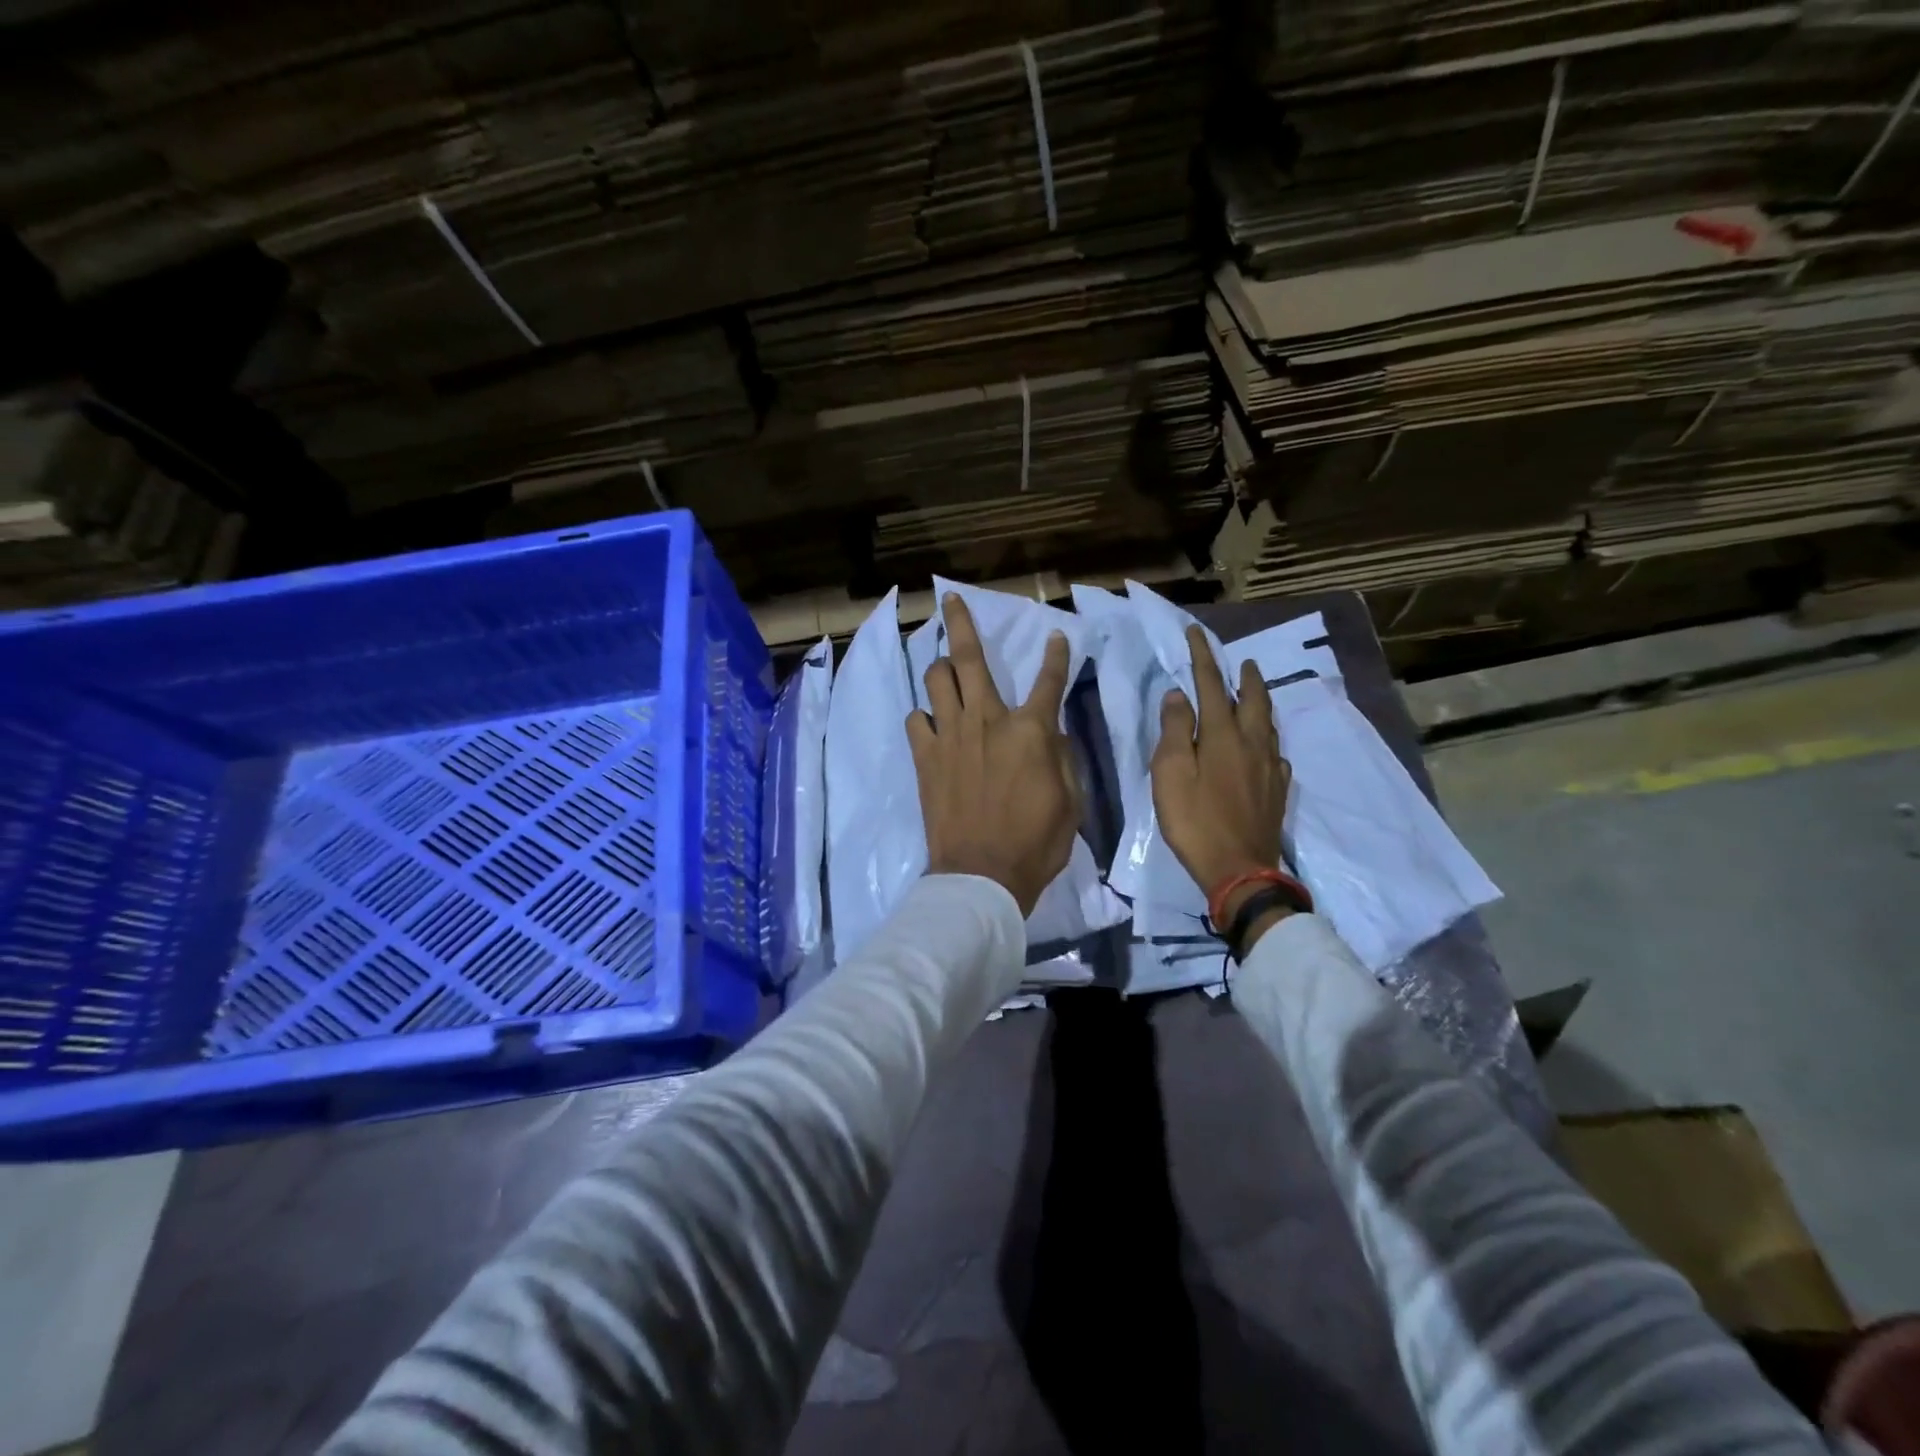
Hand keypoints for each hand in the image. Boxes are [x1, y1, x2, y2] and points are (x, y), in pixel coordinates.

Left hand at [908, 594, 1081, 915]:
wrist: (981, 874)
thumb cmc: (1035, 842)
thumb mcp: (1070, 800)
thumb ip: (1060, 757)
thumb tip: (1050, 732)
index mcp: (1029, 730)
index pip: (1048, 680)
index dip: (1055, 656)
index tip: (1056, 636)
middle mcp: (986, 720)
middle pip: (968, 659)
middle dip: (960, 623)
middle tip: (950, 600)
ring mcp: (949, 736)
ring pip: (935, 681)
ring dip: (941, 668)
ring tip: (944, 667)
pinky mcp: (925, 757)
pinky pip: (916, 721)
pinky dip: (924, 716)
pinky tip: (931, 723)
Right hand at [1150, 625, 1291, 920]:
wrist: (1240, 870)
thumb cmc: (1195, 821)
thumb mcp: (1170, 774)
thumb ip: (1175, 731)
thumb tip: (1178, 695)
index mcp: (1222, 736)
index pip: (1211, 685)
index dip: (1202, 657)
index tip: (1196, 633)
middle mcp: (1252, 744)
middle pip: (1253, 700)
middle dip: (1245, 677)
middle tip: (1244, 661)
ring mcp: (1269, 768)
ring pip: (1269, 725)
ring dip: (1261, 702)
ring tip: (1256, 693)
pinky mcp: (1277, 791)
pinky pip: (1276, 754)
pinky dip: (1268, 740)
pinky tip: (1266, 747)